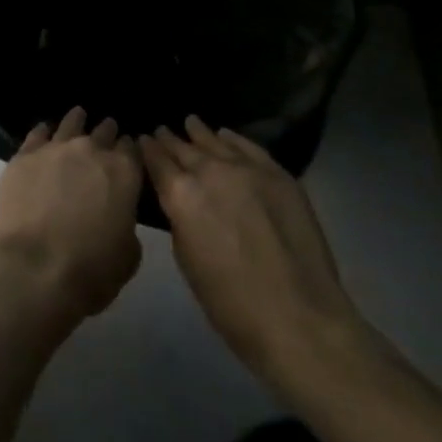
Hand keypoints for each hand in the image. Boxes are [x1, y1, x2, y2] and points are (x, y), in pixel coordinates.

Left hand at [0, 107, 142, 325]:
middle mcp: (90, 151)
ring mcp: (54, 149)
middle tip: (108, 131)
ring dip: (76, 121)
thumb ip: (125, 224)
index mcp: (123, 174)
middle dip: (107, 133)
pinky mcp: (23, 156)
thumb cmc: (90, 270)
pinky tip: (44, 130)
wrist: (33, 268)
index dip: (131, 150)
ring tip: (78, 115)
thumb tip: (116, 214)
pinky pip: (36, 134)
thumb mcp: (127, 255)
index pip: (132, 150)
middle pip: (103, 133)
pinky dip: (43, 131)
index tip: (128, 151)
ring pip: (69, 125)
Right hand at [139, 117, 369, 395]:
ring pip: (215, 142)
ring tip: (190, 122)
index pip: (156, 160)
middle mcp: (209, 172)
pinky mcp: (279, 176)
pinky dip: (234, 139)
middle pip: (183, 148)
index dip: (147, 149)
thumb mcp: (186, 259)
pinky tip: (226, 134)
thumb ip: (179, 219)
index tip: (142, 140)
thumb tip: (179, 203)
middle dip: (170, 140)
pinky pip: (250, 148)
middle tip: (161, 131)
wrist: (299, 319)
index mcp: (180, 194)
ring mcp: (247, 170)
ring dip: (199, 133)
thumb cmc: (230, 303)